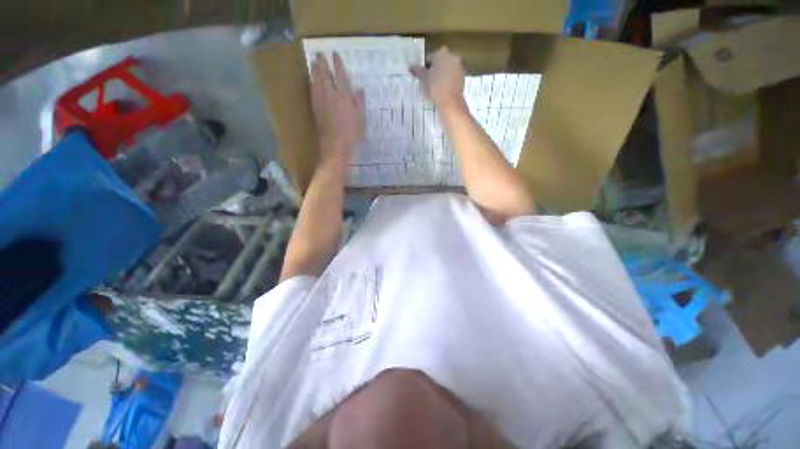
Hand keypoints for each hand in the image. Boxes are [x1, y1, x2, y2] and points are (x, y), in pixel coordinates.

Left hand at [311, 52, 364, 166]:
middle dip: (322, 63)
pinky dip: (311, 84)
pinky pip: (312, 92)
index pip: (340, 75)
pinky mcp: (316, 110)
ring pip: (316, 82)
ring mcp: (321, 102)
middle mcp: (331, 95)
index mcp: (344, 96)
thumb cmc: (352, 134)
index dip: (337, 64)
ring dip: (314, 71)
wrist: (336, 147)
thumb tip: (358, 89)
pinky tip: (311, 82)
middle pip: (324, 75)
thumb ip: (359, 102)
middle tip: (319, 54)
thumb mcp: (361, 118)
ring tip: (313, 64)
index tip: (335, 54)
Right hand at [409, 47, 464, 110]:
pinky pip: (452, 78)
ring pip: (446, 70)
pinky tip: (442, 91)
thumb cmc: (435, 87)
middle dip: (434, 70)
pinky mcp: (462, 78)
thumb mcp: (423, 79)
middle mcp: (453, 56)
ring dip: (441, 76)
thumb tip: (410, 66)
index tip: (422, 77)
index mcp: (442, 53)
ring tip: (434, 88)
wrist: (450, 102)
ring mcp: (459, 67)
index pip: (430, 58)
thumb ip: (417, 71)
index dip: (424, 68)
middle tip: (427, 82)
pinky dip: (447, 82)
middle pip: (439, 62)